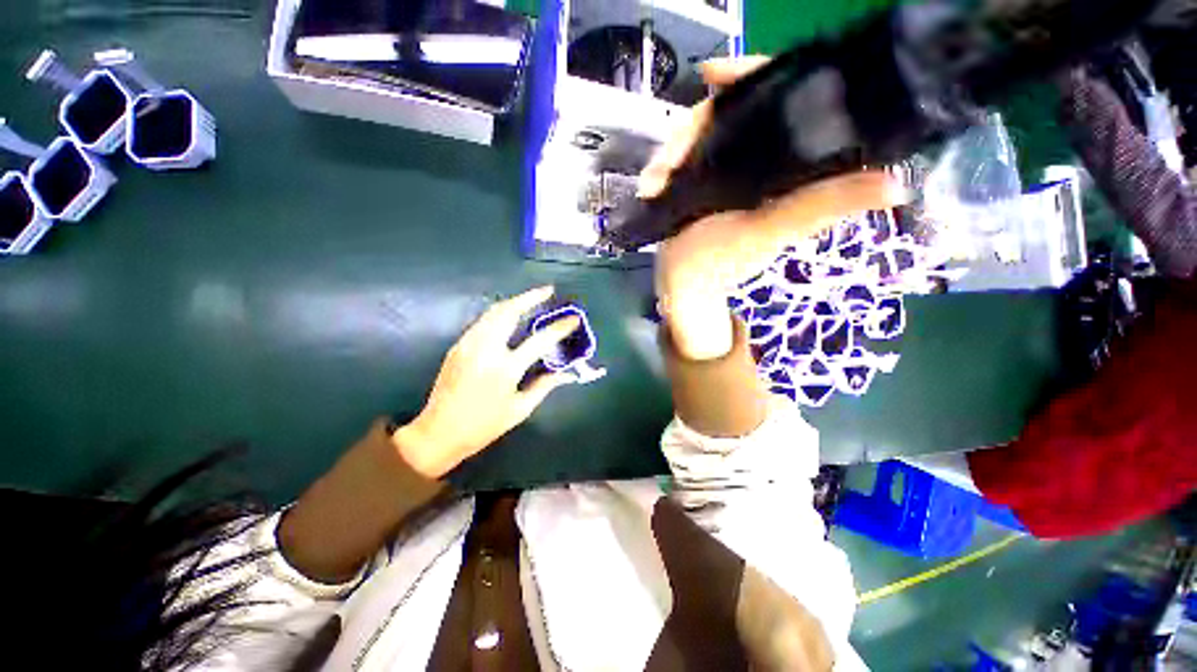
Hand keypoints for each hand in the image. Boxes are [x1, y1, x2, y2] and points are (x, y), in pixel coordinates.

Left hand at [393, 286, 579, 477]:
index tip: (573, 318)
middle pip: (509, 312)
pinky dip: (500, 313)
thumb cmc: (484, 426)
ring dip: (514, 302)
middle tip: (547, 290)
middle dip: (530, 297)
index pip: (539, 340)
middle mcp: (486, 349)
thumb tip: (565, 372)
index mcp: (506, 368)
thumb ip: (544, 385)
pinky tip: (509, 317)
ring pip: (493, 312)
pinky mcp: (458, 346)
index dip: (559, 327)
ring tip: (531, 298)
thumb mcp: (520, 409)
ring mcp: (468, 344)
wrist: (438, 433)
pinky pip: (483, 321)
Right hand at [640, 58, 908, 359]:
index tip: (716, 73)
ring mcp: (723, 168)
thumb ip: (821, 207)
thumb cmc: (721, 262)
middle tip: (669, 161)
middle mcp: (757, 158)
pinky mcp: (698, 179)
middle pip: (728, 111)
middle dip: (693, 127)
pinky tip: (649, 185)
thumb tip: (898, 185)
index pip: (783, 101)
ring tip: (653, 183)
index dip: (755, 77)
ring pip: (697, 134)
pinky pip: (680, 157)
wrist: (683, 284)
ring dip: (670, 152)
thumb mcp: (769, 233)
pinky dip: (661, 165)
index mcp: (785, 164)